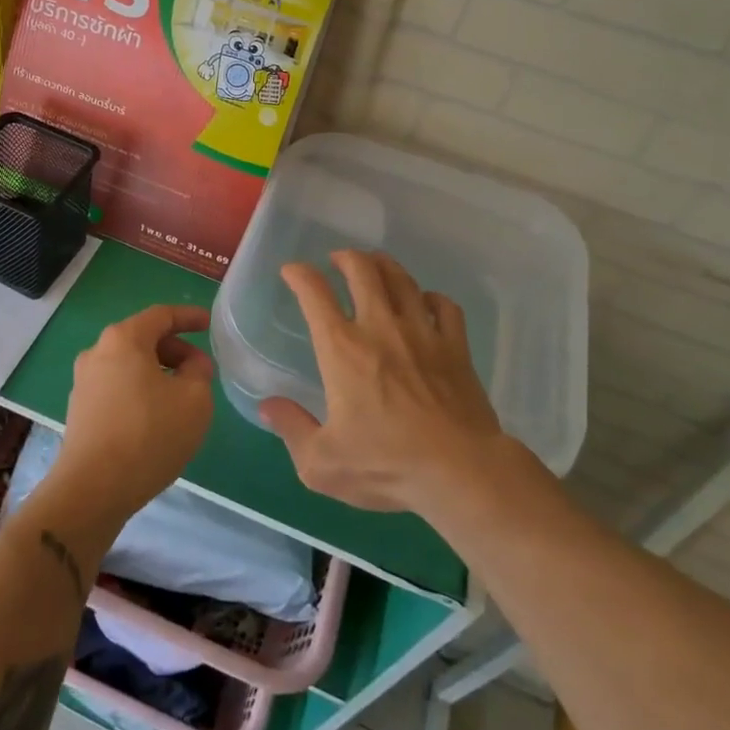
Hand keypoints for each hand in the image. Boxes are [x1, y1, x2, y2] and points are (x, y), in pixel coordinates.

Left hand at [46, 304, 215, 526]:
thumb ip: (199, 371)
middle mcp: (97, 352)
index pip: (161, 315)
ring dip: (158, 373)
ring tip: (182, 398)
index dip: (189, 317)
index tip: (210, 324)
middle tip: (201, 371)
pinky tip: (156, 418)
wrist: (93, 489)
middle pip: (143, 338)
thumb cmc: (149, 434)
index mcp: (124, 339)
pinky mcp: (80, 409)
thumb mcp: (194, 400)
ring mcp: (84, 381)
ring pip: (130, 365)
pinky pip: (117, 387)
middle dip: (176, 350)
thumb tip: (191, 365)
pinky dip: (140, 391)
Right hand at [262, 251, 514, 513]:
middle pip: (363, 271)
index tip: (292, 271)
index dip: (299, 274)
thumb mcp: (322, 463)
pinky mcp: (456, 347)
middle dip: (346, 258)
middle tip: (337, 260)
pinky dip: (430, 297)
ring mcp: (422, 333)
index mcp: (342, 349)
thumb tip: (267, 406)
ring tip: (375, 265)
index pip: (314, 293)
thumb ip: (291, 429)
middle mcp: (380, 328)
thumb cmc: (386, 465)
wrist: (461, 472)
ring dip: (384, 266)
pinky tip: (425, 302)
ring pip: (402, 280)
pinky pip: (444, 306)